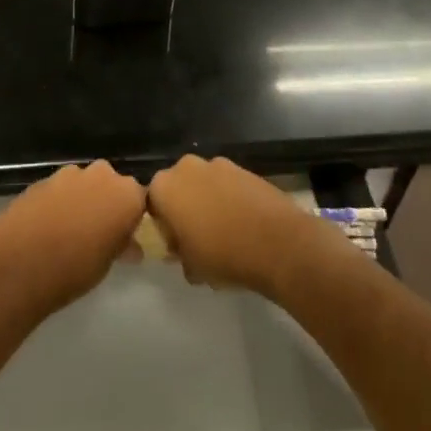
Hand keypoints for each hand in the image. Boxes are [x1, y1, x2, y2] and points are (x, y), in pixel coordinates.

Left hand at [0, 161, 146, 320]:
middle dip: (107, 202)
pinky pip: (59, 190)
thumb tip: (130, 246)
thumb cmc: (74, 269)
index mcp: (126, 194)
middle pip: (111, 184)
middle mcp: (101, 175)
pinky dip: (58, 203)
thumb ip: (120, 245)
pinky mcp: (41, 180)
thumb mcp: (107, 264)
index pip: (140, 199)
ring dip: (81, 200)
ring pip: (83, 184)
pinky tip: (47, 227)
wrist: (18, 266)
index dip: (132, 217)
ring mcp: (68, 174)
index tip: (125, 235)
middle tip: (99, 232)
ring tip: (69, 231)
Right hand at [147, 155, 351, 297]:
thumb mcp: (190, 266)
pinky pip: (228, 184)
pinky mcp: (245, 168)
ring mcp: (219, 164)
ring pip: (204, 184)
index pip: (152, 204)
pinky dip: (231, 199)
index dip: (164, 226)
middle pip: (178, 187)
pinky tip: (244, 223)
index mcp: (164, 187)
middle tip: (198, 238)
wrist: (278, 243)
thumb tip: (183, 249)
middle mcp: (187, 167)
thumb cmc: (223, 255)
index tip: (178, 246)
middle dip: (185, 208)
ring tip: (226, 231)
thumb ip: (178, 252)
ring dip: (209, 202)